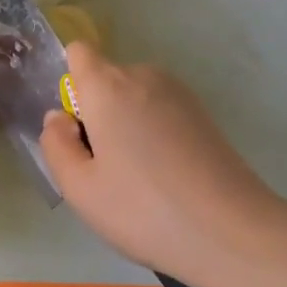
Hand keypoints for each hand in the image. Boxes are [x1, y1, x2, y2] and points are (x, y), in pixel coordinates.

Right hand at [40, 41, 286, 284]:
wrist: (232, 232)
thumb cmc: (142, 210)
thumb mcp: (79, 187)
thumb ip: (55, 144)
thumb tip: (59, 117)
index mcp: (108, 86)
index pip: (78, 53)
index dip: (69, 84)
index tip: (75, 129)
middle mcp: (145, 77)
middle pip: (106, 80)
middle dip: (96, 113)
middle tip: (102, 169)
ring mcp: (180, 94)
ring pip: (134, 99)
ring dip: (125, 126)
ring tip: (136, 180)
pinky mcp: (204, 115)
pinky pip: (160, 113)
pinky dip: (153, 135)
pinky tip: (164, 179)